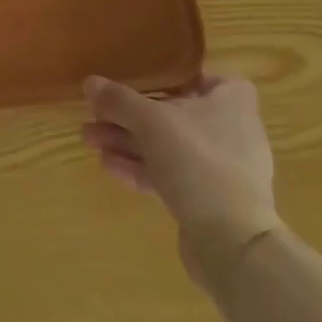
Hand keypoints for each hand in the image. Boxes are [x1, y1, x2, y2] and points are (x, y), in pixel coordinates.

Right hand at [82, 74, 281, 293]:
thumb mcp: (151, 121)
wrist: (231, 243)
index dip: (180, 77)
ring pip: (168, 146)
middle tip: (97, 114)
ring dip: (129, 141)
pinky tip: (107, 165)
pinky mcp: (208, 201)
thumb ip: (119, 100)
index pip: (212, 79)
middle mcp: (231, 134)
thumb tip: (90, 83)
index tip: (148, 79)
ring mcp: (220, 170)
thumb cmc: (198, 162)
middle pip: (176, 114)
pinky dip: (140, 168)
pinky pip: (169, 175)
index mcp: (232, 105)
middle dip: (132, 115)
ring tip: (89, 139)